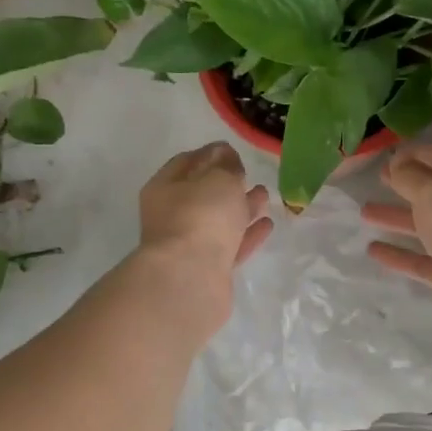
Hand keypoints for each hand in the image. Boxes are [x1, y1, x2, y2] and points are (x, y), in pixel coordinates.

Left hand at [136, 143, 272, 308]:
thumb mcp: (218, 178)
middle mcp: (172, 216)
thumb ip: (226, 165)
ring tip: (265, 197)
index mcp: (165, 188)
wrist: (190, 279)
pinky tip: (267, 225)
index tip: (234, 151)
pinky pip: (231, 246)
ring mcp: (189, 245)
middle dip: (228, 184)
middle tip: (251, 175)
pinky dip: (247, 235)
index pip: (187, 162)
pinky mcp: (207, 270)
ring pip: (218, 221)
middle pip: (202, 194)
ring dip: (241, 208)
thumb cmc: (201, 217)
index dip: (211, 154)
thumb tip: (226, 157)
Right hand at [363, 145, 431, 350]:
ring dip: (397, 218)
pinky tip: (372, 249)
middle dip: (406, 185)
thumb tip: (396, 164)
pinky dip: (400, 253)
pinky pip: (423, 258)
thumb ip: (409, 175)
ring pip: (428, 225)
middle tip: (378, 179)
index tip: (387, 156)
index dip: (417, 155)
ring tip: (364, 212)